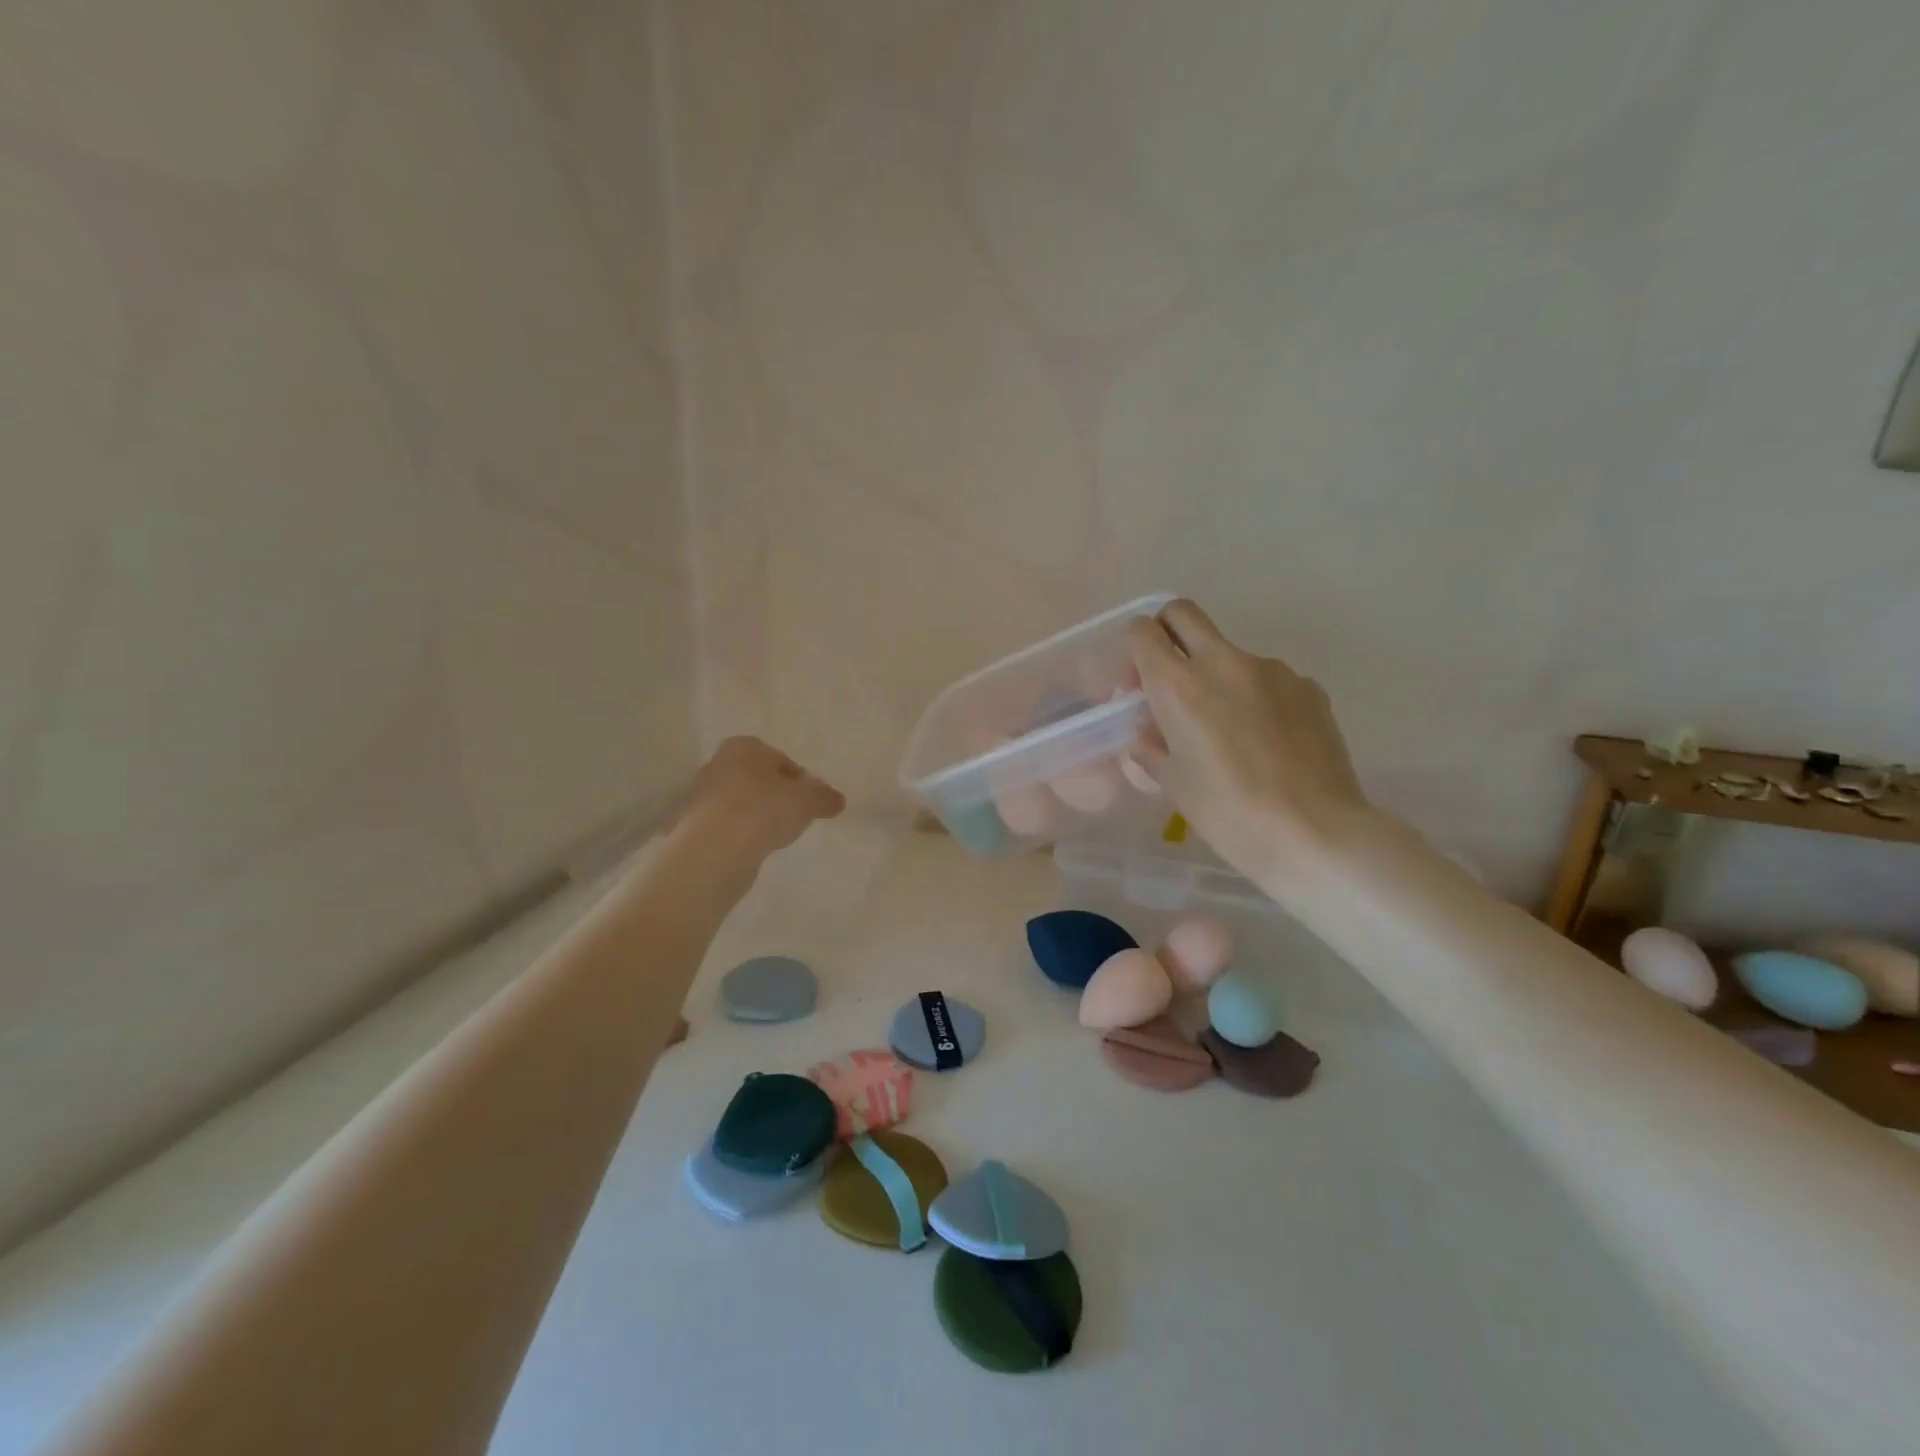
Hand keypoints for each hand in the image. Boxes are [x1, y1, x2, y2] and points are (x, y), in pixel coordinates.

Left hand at [678, 736, 844, 862]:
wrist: (715, 848)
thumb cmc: (765, 809)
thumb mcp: (807, 801)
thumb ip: (824, 797)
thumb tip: (838, 800)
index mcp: (744, 746)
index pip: (782, 760)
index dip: (801, 781)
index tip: (811, 802)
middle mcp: (719, 763)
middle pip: (759, 780)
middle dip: (777, 797)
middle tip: (795, 818)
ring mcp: (702, 795)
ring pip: (742, 803)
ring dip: (758, 817)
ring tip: (775, 837)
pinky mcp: (693, 825)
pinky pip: (728, 826)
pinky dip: (742, 834)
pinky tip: (754, 848)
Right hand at [1127, 601, 1368, 890]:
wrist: (1316, 834)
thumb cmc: (1229, 814)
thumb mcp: (1175, 785)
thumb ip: (1152, 749)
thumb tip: (1148, 734)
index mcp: (1179, 687)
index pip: (1141, 632)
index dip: (1134, 650)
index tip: (1139, 683)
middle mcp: (1223, 663)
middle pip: (1183, 613)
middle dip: (1167, 631)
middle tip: (1171, 676)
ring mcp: (1272, 670)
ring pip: (1230, 653)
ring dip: (1217, 675)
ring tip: (1229, 730)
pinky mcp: (1308, 686)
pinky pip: (1269, 680)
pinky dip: (1257, 698)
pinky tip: (1267, 742)